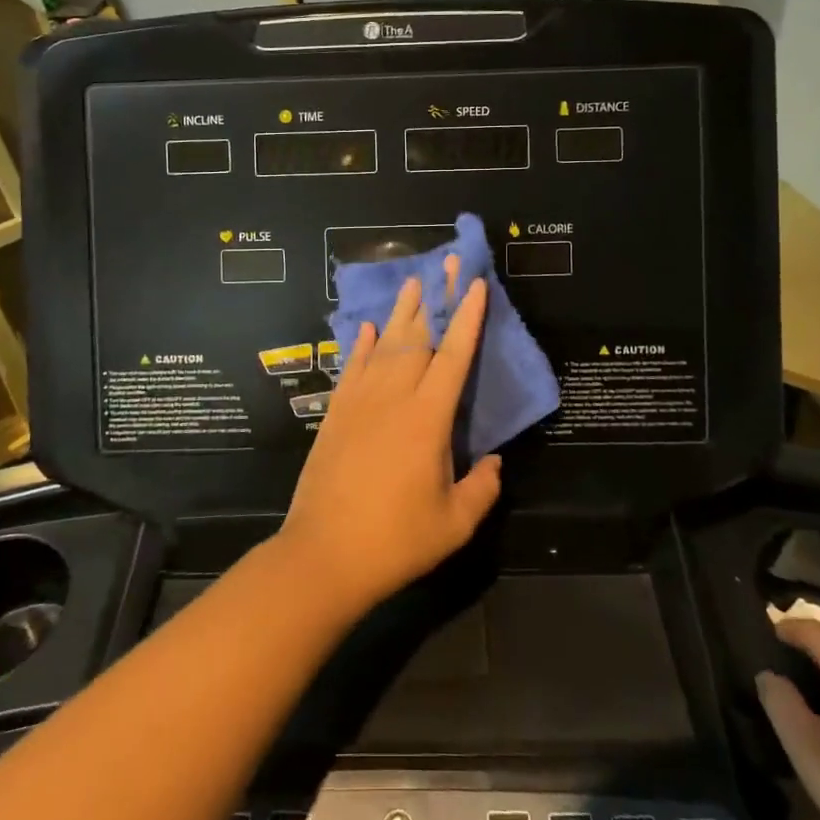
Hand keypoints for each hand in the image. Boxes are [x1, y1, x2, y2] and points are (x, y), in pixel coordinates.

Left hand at [276, 266, 502, 619]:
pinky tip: (367, 329)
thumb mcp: (454, 523)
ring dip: (400, 312)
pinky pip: (352, 368)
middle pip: (417, 337)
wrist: (324, 555)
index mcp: (427, 418)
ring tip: (411, 282)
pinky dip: (361, 346)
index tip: (475, 285)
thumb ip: (482, 488)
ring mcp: (360, 402)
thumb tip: (495, 461)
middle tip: (444, 264)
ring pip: (384, 345)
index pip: (454, 356)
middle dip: (435, 298)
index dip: (467, 318)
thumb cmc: (396, 541)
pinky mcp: (336, 414)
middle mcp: (393, 397)